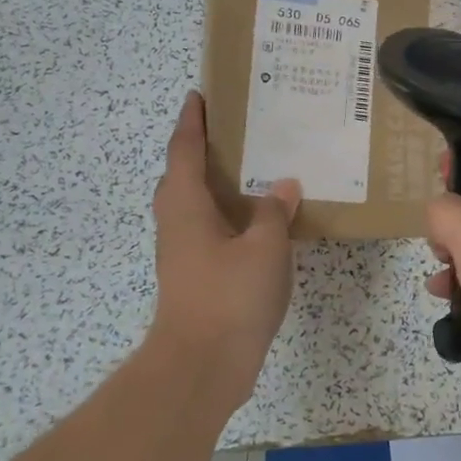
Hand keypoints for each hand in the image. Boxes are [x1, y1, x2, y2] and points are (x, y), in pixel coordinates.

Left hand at [149, 92, 300, 409]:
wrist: (201, 365)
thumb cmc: (229, 296)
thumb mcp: (264, 247)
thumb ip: (274, 212)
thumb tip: (284, 186)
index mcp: (186, 205)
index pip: (185, 150)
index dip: (192, 121)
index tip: (199, 95)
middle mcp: (177, 222)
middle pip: (183, 175)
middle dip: (202, 149)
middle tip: (237, 130)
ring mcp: (183, 252)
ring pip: (196, 205)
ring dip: (217, 183)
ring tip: (254, 169)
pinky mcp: (195, 276)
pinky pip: (210, 230)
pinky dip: (229, 215)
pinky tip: (259, 221)